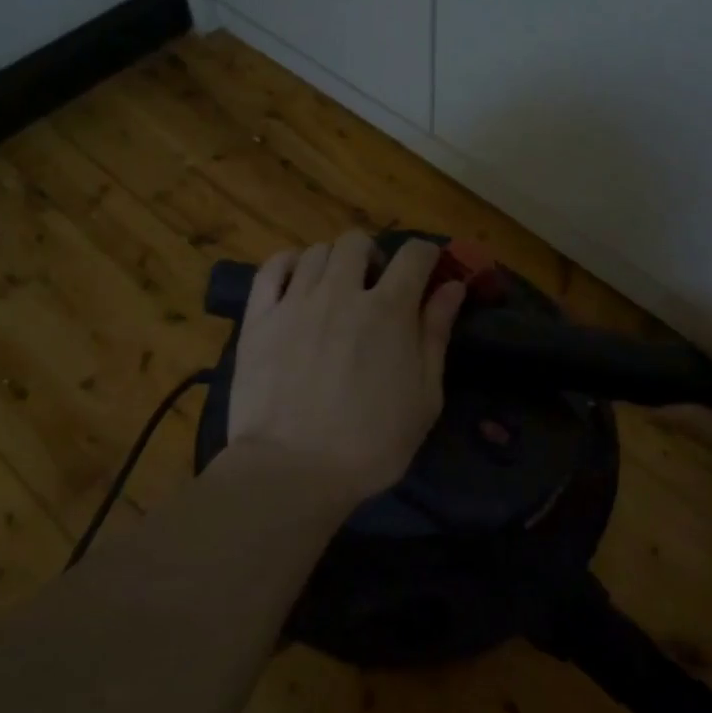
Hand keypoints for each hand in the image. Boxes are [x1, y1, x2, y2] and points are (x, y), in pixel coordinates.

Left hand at [227, 231, 466, 509]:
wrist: (293, 470)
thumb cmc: (371, 443)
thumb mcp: (424, 396)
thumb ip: (436, 334)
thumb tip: (452, 287)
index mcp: (389, 309)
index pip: (414, 254)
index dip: (426, 255)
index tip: (427, 271)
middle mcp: (342, 292)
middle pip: (358, 242)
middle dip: (373, 257)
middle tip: (373, 288)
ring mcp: (296, 302)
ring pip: (316, 251)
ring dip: (333, 263)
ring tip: (333, 292)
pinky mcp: (259, 317)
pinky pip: (272, 268)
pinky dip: (289, 266)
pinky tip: (296, 285)